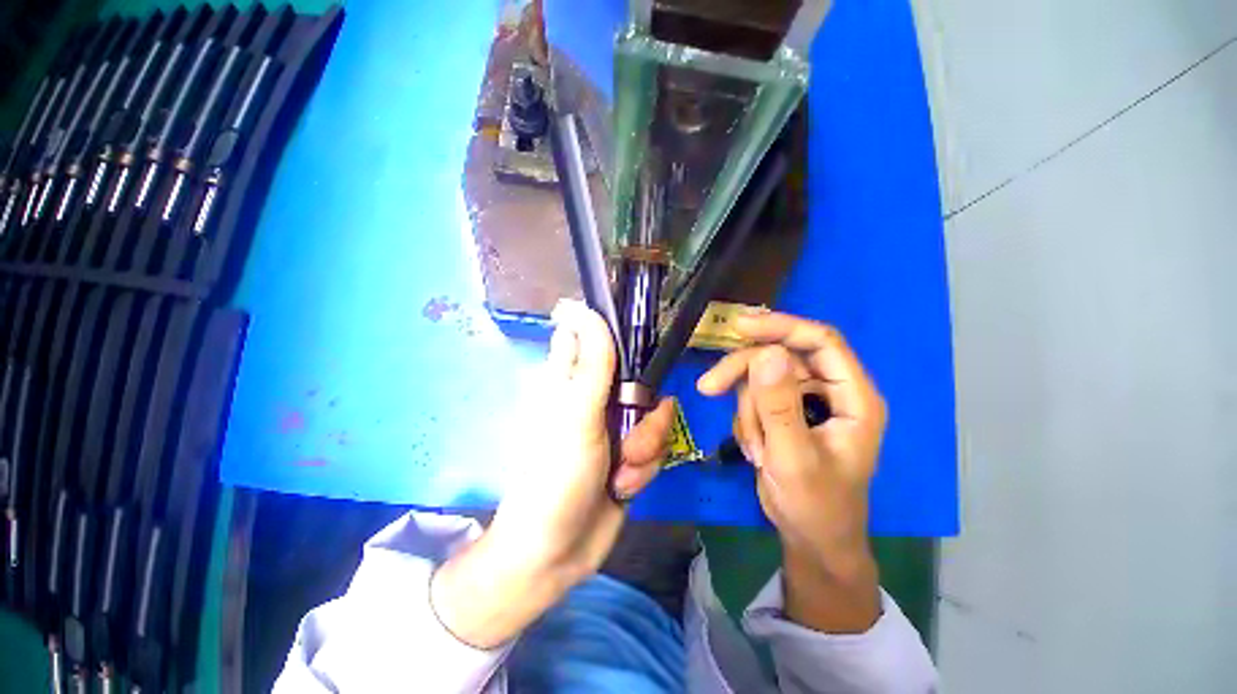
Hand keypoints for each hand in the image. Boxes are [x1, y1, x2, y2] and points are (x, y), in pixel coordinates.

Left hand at [431, 300, 674, 647]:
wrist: (558, 553)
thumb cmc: (556, 477)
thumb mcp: (575, 414)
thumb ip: (589, 362)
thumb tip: (581, 306)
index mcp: (570, 381)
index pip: (594, 338)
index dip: (617, 335)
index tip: (638, 349)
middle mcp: (593, 398)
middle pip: (639, 378)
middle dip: (645, 411)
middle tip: (631, 433)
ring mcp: (614, 426)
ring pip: (653, 414)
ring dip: (645, 445)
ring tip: (622, 473)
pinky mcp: (630, 453)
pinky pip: (655, 444)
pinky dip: (644, 468)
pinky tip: (624, 488)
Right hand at [697, 313, 884, 632]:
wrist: (809, 538)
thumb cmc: (816, 506)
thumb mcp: (793, 459)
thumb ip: (779, 407)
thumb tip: (766, 354)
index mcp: (853, 396)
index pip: (820, 341)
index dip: (781, 326)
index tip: (738, 326)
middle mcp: (830, 390)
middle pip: (778, 356)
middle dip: (743, 374)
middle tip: (708, 389)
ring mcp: (804, 399)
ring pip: (759, 377)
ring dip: (747, 412)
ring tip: (756, 450)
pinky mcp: (783, 410)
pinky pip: (752, 397)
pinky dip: (746, 422)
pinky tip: (757, 451)